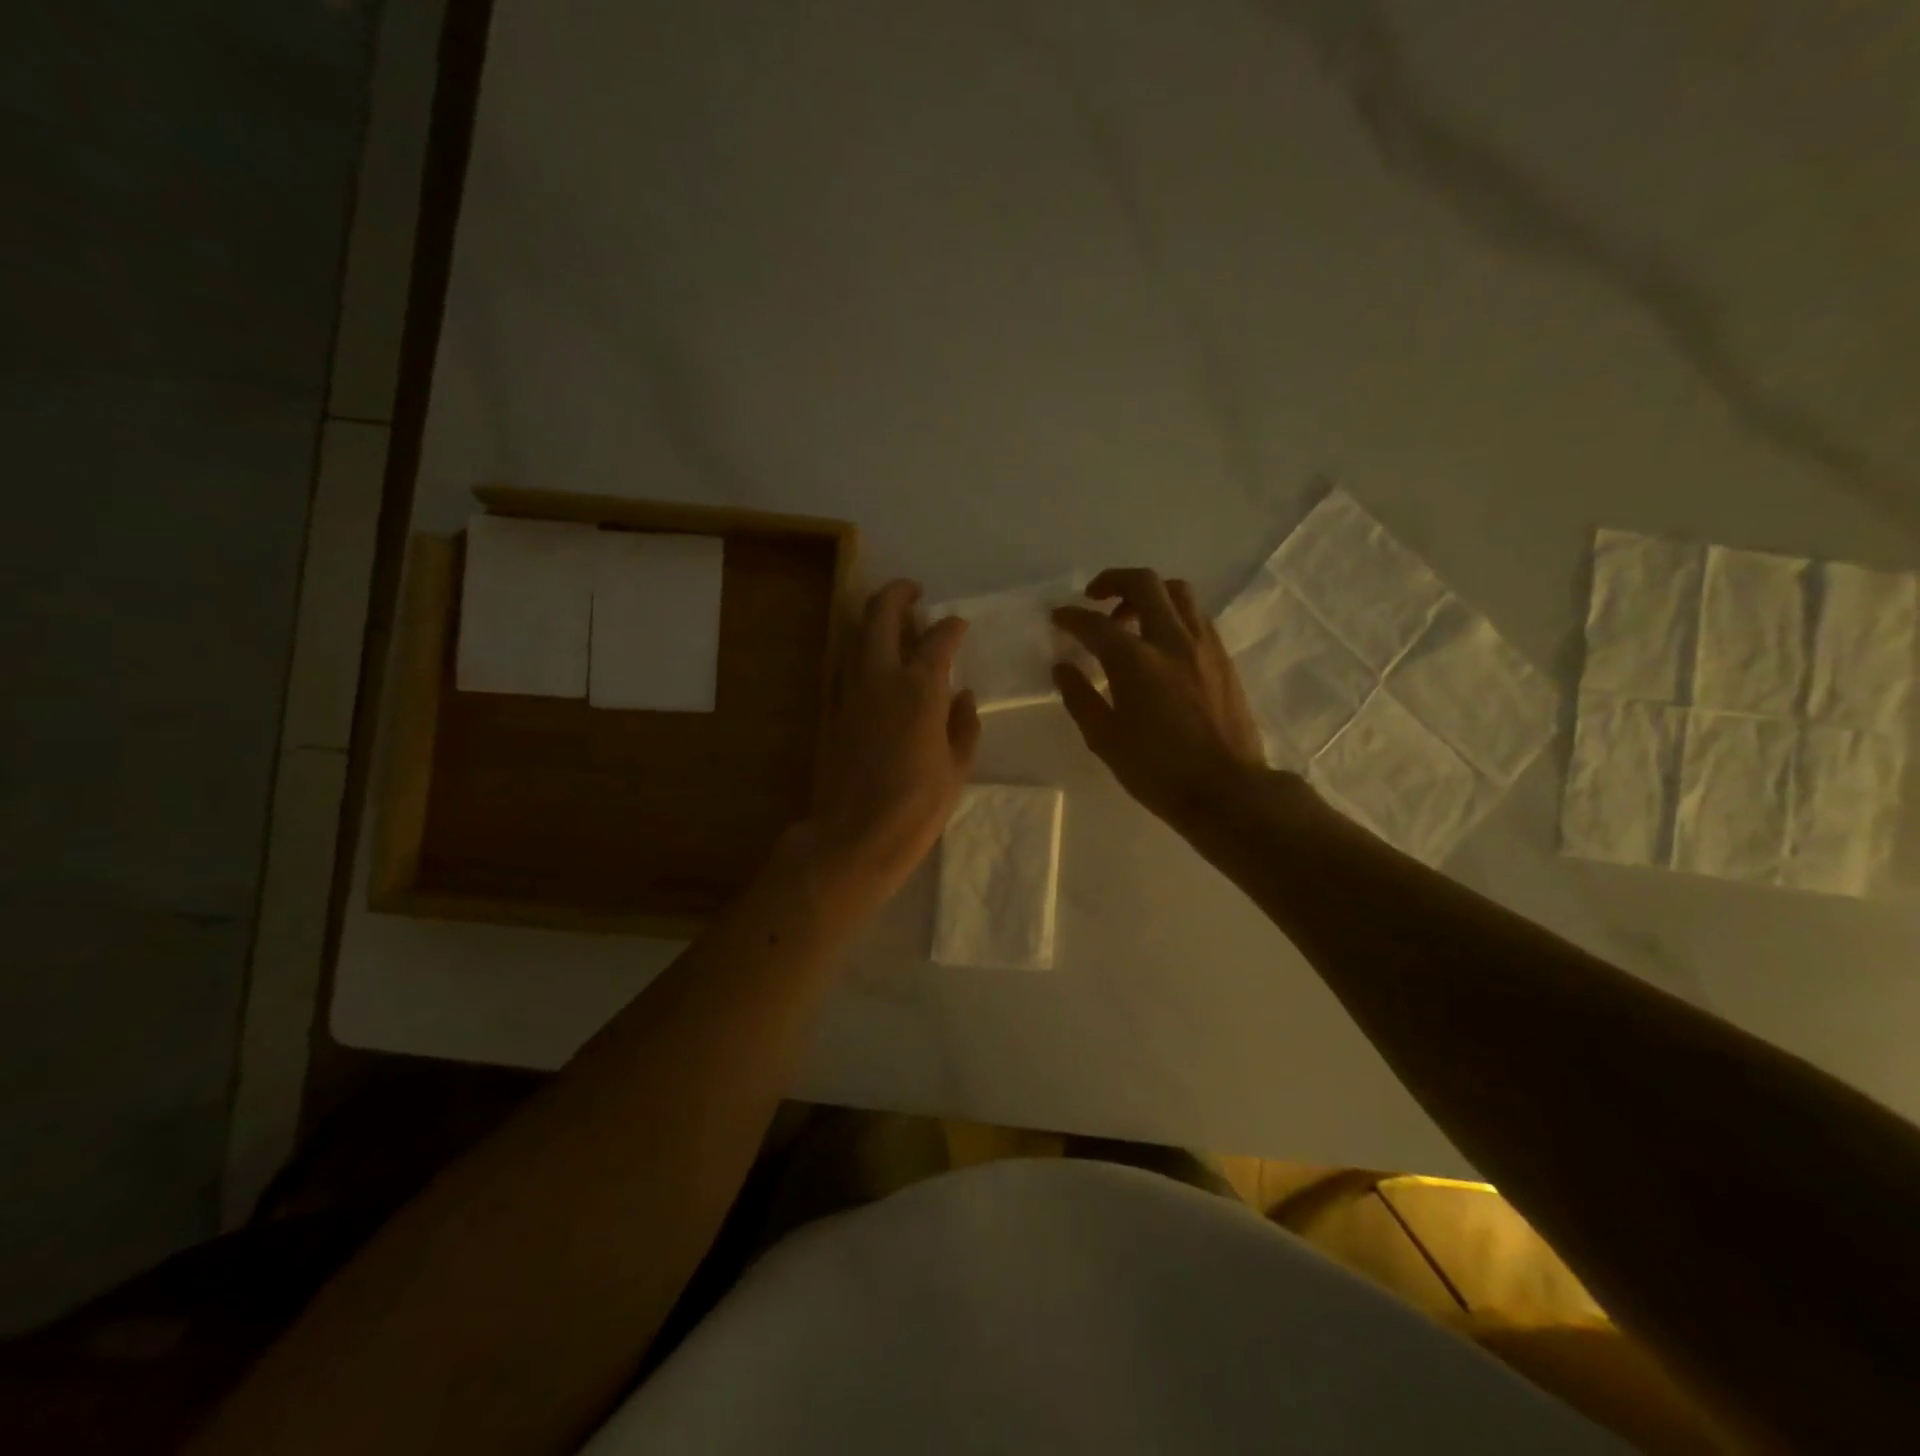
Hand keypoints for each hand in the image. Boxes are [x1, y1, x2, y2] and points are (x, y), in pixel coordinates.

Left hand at [807, 580, 980, 910]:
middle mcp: (881, 678)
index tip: (959, 624)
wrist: (854, 837)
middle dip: (898, 594)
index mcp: (920, 690)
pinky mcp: (833, 710)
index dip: (952, 625)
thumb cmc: (917, 808)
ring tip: (896, 620)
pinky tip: (876, 661)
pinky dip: (862, 649)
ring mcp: (850, 692)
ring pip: (857, 634)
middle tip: (914, 592)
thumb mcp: (957, 769)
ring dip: (875, 617)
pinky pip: (847, 664)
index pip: (939, 638)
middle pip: (882, 615)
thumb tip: (963, 696)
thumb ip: (964, 725)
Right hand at [1053, 569, 1268, 833]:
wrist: (1226, 790)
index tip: (1058, 617)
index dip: (1071, 617)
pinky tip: (1162, 641)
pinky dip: (1173, 614)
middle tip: (1095, 597)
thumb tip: (1062, 667)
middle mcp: (1171, 640)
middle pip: (1144, 584)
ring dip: (1149, 594)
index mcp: (1135, 661)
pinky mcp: (1223, 658)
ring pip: (1178, 592)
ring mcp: (1203, 646)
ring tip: (1132, 617)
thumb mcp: (1105, 739)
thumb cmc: (1157, 771)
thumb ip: (1080, 697)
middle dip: (1113, 581)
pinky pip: (1196, 616)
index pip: (1094, 624)